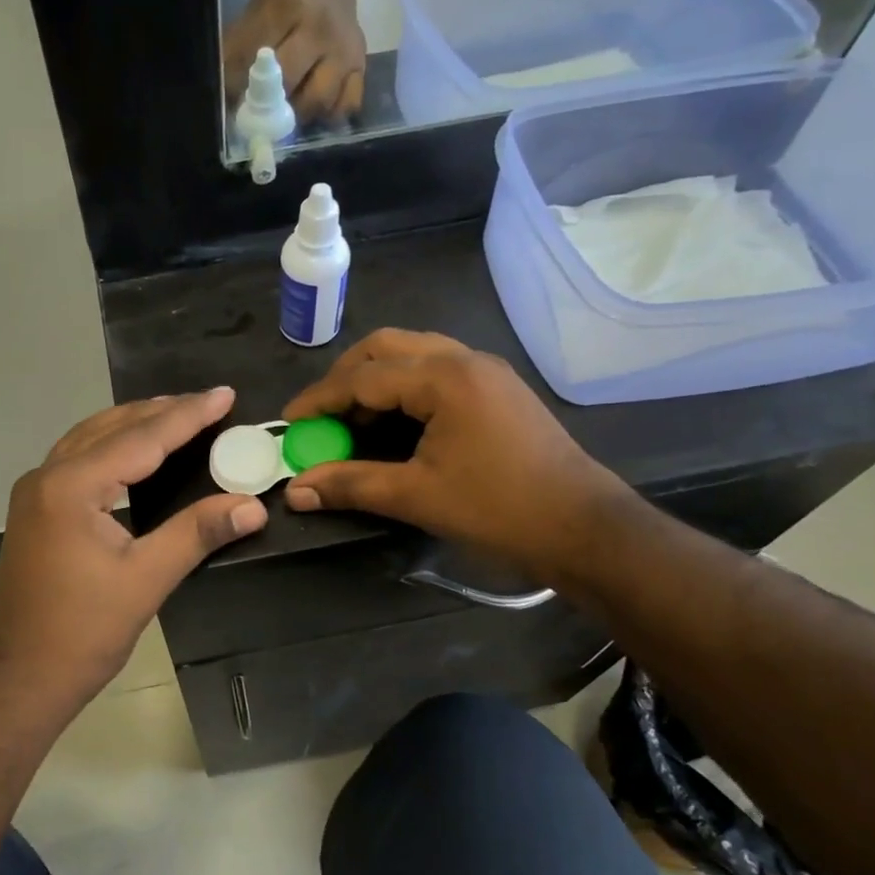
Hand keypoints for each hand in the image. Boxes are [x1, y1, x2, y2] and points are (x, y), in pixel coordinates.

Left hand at [0, 389, 267, 711]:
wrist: (18, 678)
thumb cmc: (82, 632)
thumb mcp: (146, 580)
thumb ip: (197, 533)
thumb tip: (252, 506)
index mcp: (71, 487)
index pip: (141, 438)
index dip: (188, 416)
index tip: (225, 395)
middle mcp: (47, 476)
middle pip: (112, 427)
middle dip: (162, 412)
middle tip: (209, 403)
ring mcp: (36, 491)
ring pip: (92, 438)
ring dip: (135, 424)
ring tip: (178, 416)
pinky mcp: (36, 509)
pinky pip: (80, 458)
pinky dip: (114, 445)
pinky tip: (136, 452)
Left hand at [223, 0, 367, 123]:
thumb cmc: (283, 0)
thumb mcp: (255, 13)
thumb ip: (237, 52)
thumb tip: (227, 99)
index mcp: (288, 7)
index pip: (258, 56)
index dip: (240, 86)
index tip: (234, 103)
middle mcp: (321, 29)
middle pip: (290, 83)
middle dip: (270, 105)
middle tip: (261, 113)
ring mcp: (345, 50)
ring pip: (320, 100)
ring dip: (298, 115)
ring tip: (288, 112)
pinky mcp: (360, 66)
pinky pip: (347, 105)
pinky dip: (329, 115)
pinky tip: (316, 110)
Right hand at [280, 330, 626, 580]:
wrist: (585, 527)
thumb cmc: (498, 509)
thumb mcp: (416, 496)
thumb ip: (351, 485)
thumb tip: (295, 491)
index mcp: (443, 378)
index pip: (363, 377)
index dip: (320, 399)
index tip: (289, 422)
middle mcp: (464, 359)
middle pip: (386, 347)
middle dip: (345, 376)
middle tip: (321, 414)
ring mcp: (485, 370)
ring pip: (413, 354)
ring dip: (375, 378)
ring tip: (352, 419)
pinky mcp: (497, 388)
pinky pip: (436, 369)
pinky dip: (404, 386)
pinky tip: (395, 421)